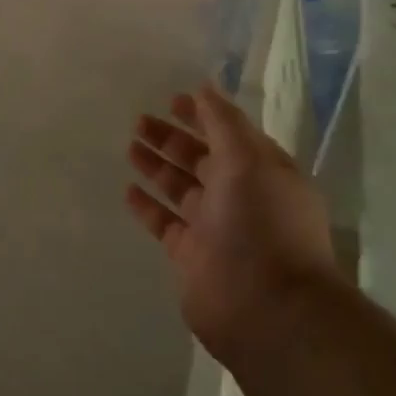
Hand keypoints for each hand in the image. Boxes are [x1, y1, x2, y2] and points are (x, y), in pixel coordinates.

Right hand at [127, 84, 334, 363]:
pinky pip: (165, 223)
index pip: (229, 134)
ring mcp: (216, 228)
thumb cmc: (263, 224)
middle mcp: (241, 197)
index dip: (203, 115)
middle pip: (201, 159)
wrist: (266, 307)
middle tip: (139, 120)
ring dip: (157, 166)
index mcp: (262, 172)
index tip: (171, 99)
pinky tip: (128, 190)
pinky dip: (148, 206)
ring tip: (130, 146)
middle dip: (172, 138)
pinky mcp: (191, 256)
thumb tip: (205, 88)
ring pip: (180, 188)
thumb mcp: (248, 160)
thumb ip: (224, 123)